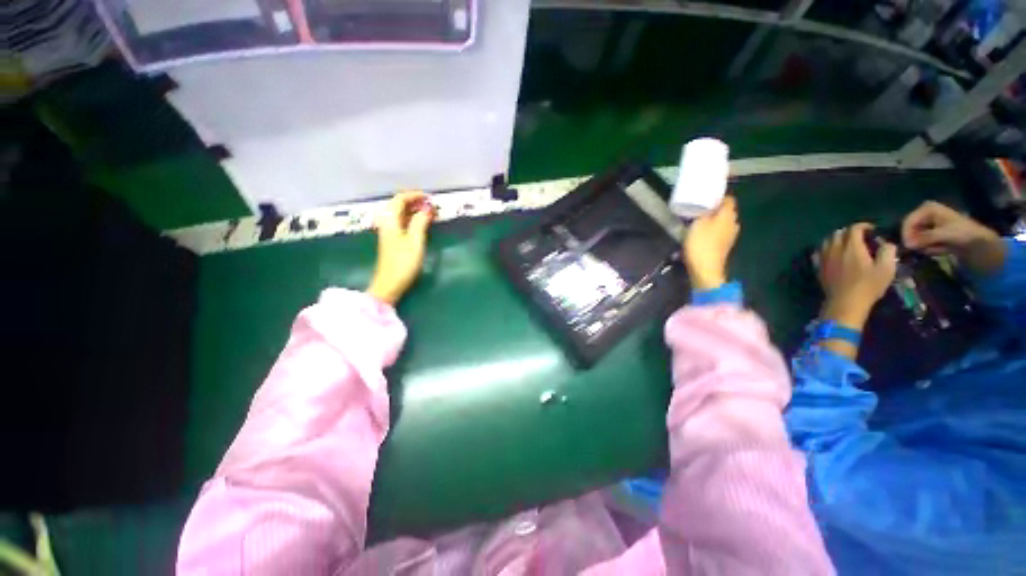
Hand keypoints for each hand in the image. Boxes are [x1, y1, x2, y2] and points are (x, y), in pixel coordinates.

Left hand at [367, 191, 434, 304]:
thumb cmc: (403, 262)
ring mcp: (388, 232)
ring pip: (400, 214)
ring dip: (413, 211)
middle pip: (398, 206)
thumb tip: (426, 209)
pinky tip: (420, 224)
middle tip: (430, 205)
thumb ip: (420, 223)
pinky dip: (411, 219)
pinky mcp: (392, 241)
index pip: (399, 200)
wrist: (390, 283)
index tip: (429, 197)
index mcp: (390, 221)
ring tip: (428, 213)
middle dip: (414, 202)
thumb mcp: (415, 241)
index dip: (414, 195)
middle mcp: (387, 223)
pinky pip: (401, 223)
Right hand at [684, 196, 739, 290]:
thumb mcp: (697, 224)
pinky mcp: (724, 246)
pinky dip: (713, 231)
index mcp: (728, 216)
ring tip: (699, 221)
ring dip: (713, 221)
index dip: (719, 196)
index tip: (707, 196)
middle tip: (700, 209)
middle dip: (715, 209)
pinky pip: (720, 233)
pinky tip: (702, 234)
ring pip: (723, 223)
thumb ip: (703, 212)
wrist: (706, 269)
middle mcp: (733, 224)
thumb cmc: (701, 244)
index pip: (729, 199)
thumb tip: (708, 204)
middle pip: (727, 211)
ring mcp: (730, 236)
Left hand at [817, 223, 896, 329]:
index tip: (871, 230)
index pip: (854, 228)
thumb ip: (888, 252)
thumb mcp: (886, 269)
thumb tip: (887, 244)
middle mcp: (834, 249)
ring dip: (836, 239)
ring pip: (826, 241)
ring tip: (846, 245)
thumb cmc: (868, 286)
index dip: (863, 226)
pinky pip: (818, 253)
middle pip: (838, 233)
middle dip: (849, 232)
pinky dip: (825, 249)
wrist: (845, 302)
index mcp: (851, 247)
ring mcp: (824, 258)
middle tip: (859, 237)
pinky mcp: (818, 267)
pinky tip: (832, 254)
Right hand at [901, 201, 1004, 274]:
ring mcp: (926, 222)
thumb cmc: (962, 232)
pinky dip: (927, 247)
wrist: (977, 240)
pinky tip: (937, 249)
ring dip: (923, 245)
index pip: (908, 221)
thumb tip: (908, 245)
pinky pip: (921, 241)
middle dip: (916, 240)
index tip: (909, 246)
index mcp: (927, 208)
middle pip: (910, 229)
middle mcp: (924, 213)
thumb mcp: (944, 234)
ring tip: (935, 249)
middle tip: (922, 249)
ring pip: (915, 237)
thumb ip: (925, 238)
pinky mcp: (929, 232)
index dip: (907, 233)